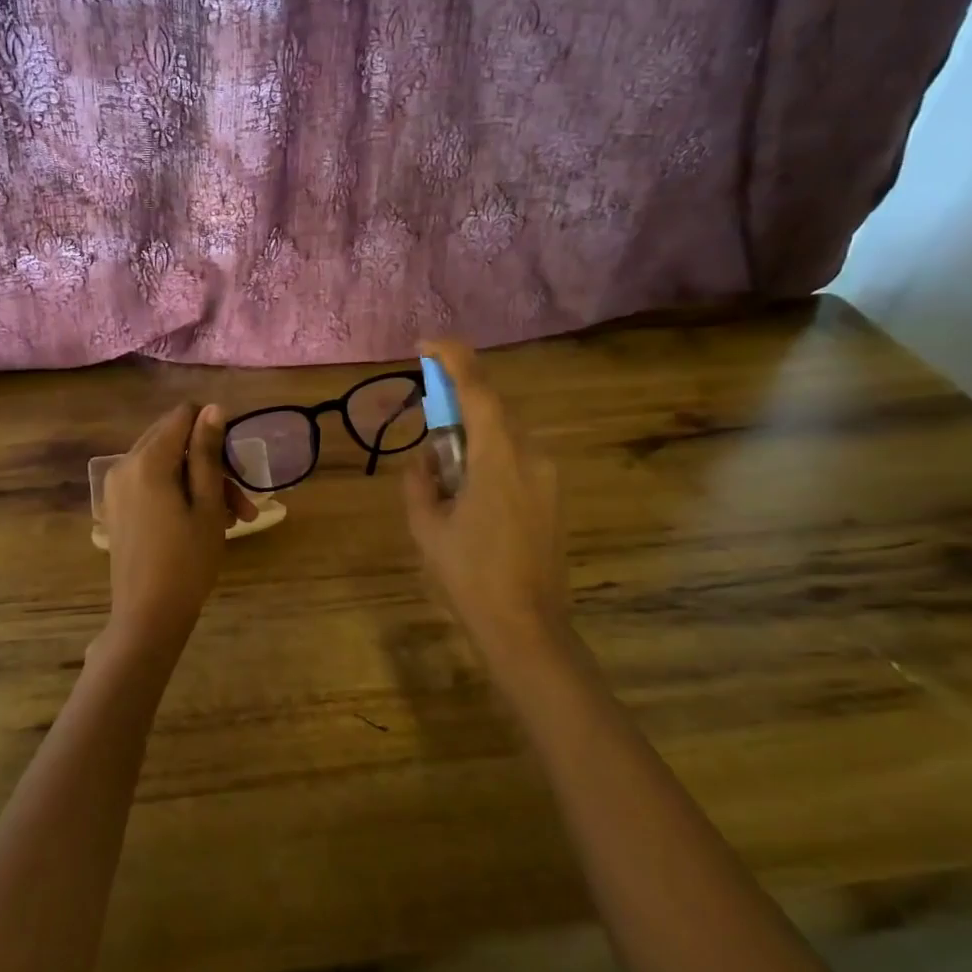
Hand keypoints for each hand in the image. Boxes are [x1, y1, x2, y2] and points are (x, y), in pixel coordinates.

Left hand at [104, 402, 256, 651]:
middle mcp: (124, 465)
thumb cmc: (187, 561)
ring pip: (165, 464)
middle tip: (241, 500)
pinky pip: (151, 483)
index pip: (182, 416)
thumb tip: (213, 408)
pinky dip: (179, 493)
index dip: (213, 430)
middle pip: (173, 439)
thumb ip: (208, 453)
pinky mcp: (117, 507)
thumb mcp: (207, 505)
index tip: (236, 463)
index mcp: (147, 460)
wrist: (147, 616)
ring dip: (200, 482)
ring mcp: (116, 488)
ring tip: (233, 519)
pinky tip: (204, 523)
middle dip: (211, 461)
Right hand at [403, 339, 564, 669]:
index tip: (425, 344)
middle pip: (494, 408)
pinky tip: (470, 492)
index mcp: (499, 458)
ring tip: (446, 471)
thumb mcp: (426, 527)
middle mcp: (531, 457)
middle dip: (459, 401)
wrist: (527, 627)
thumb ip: (419, 481)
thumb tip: (425, 458)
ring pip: (506, 433)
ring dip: (474, 433)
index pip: (478, 390)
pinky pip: (517, 457)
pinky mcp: (553, 496)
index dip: (453, 358)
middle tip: (428, 416)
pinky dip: (489, 455)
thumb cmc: (469, 576)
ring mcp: (548, 477)